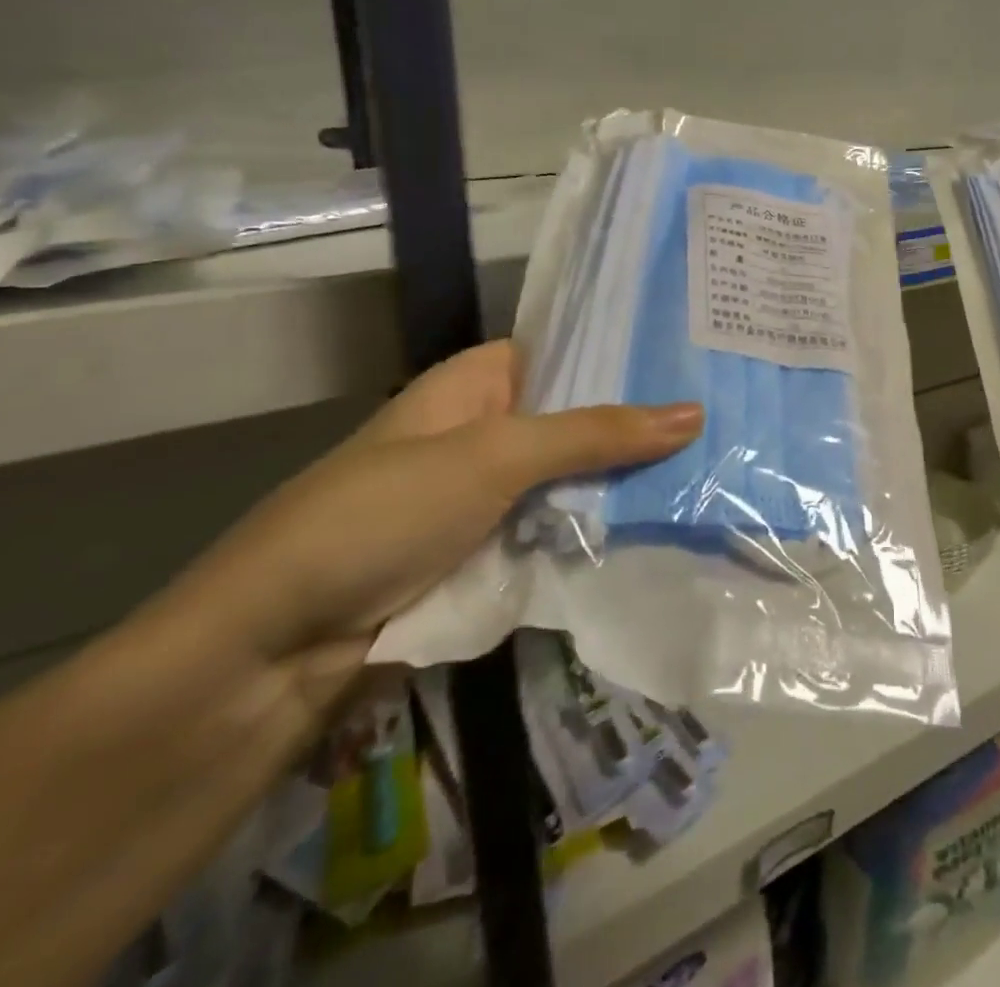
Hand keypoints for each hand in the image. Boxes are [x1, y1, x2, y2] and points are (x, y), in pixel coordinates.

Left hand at [168, 340, 701, 705]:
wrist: (272, 651)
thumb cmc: (380, 517)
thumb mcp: (495, 457)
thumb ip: (596, 434)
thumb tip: (696, 413)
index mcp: (476, 383)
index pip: (568, 349)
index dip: (628, 351)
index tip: (698, 355)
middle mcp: (487, 430)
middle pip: (580, 417)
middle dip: (642, 421)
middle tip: (727, 411)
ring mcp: (489, 496)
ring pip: (576, 477)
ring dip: (631, 479)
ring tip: (717, 462)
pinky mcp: (492, 552)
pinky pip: (561, 527)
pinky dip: (603, 527)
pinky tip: (669, 520)